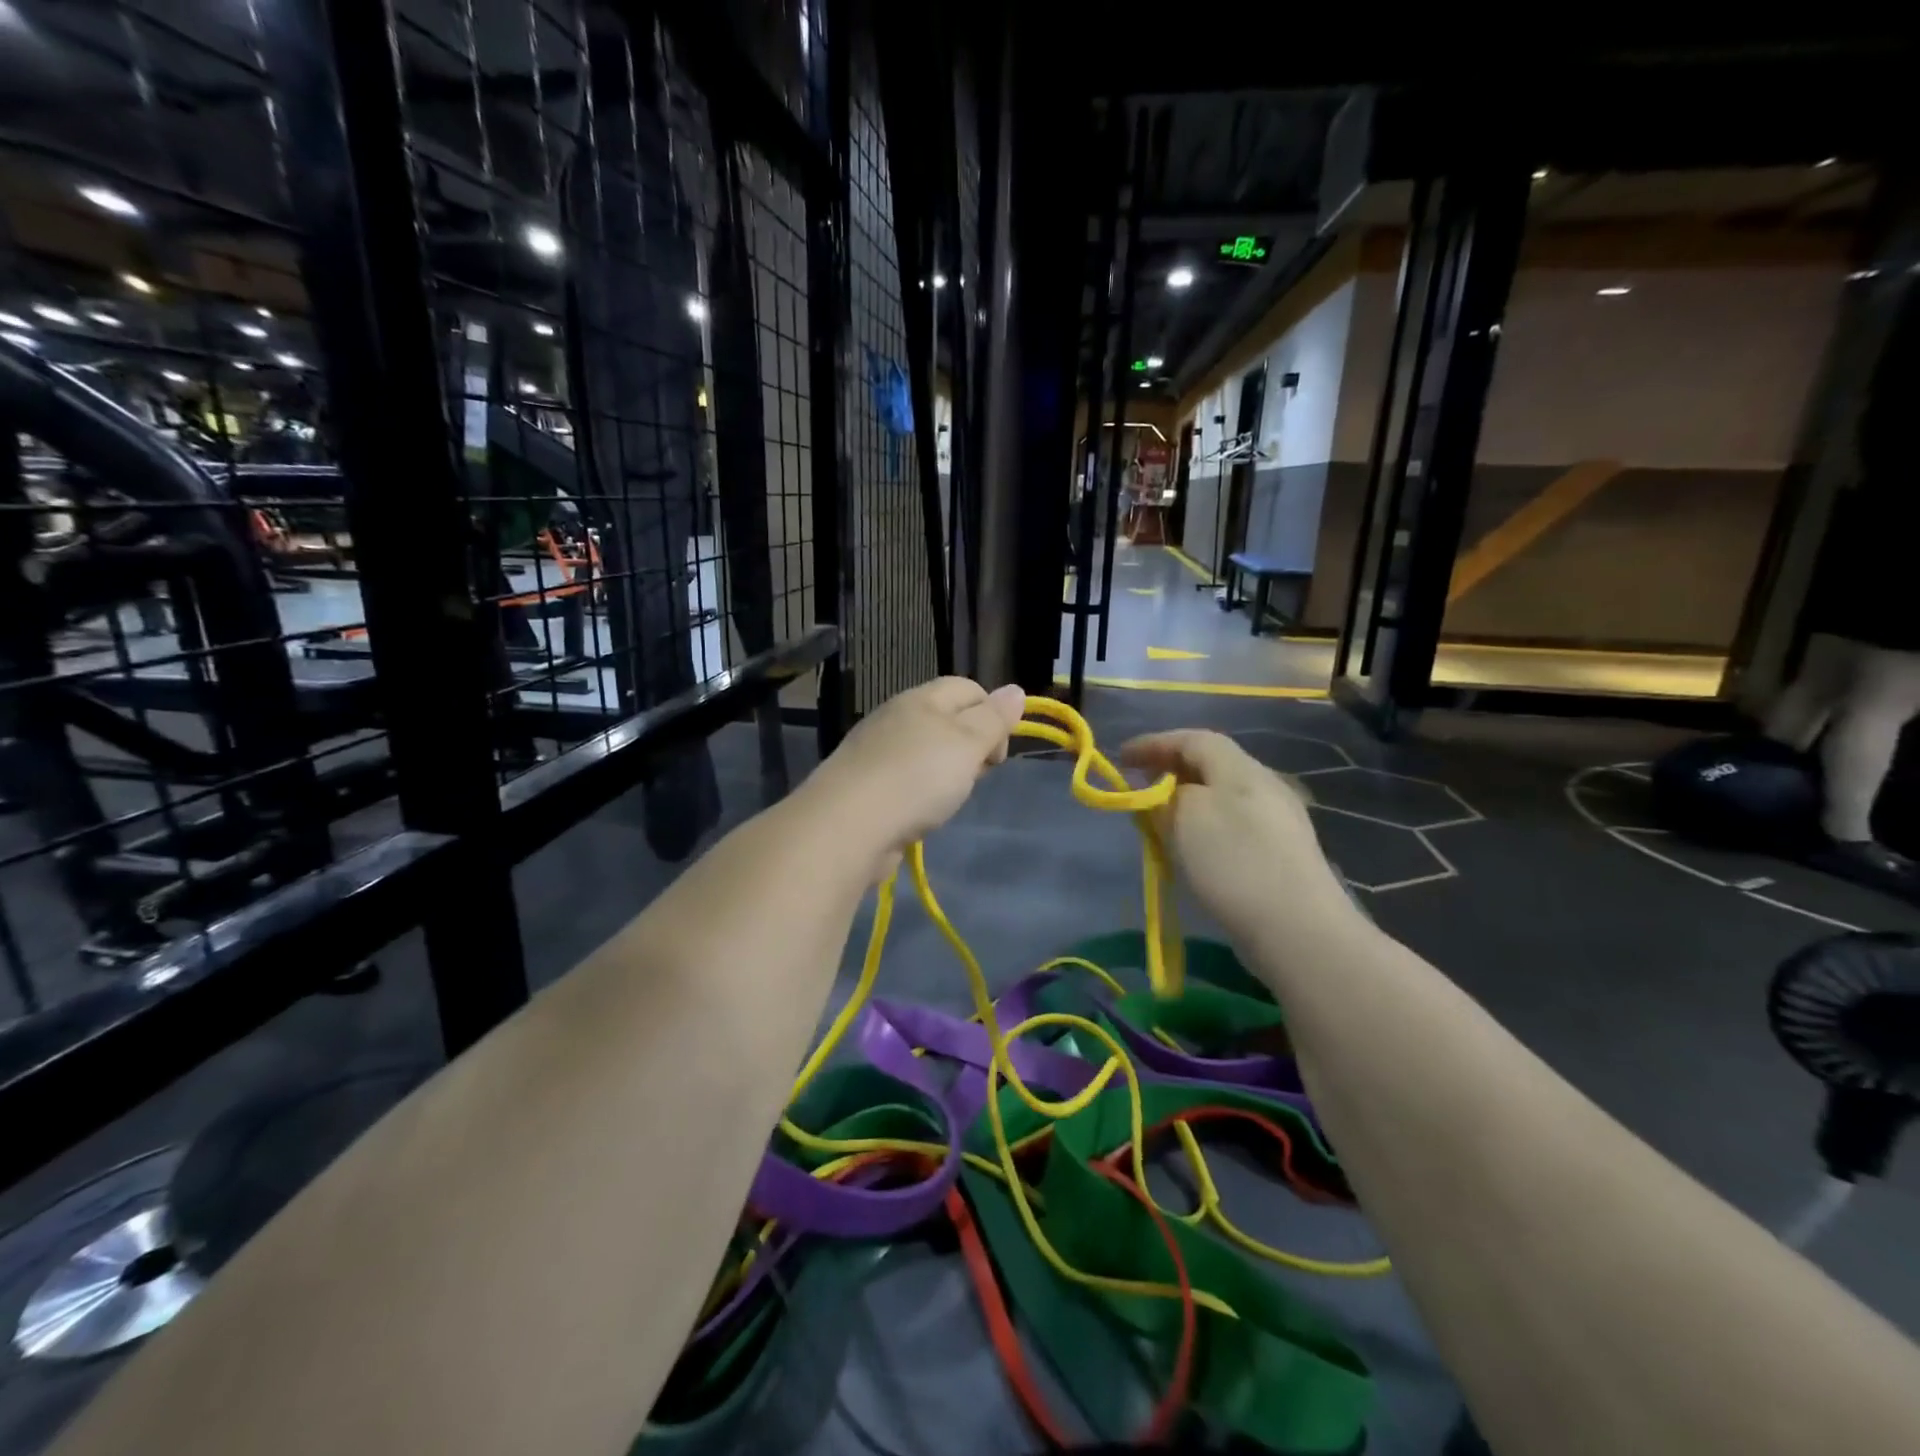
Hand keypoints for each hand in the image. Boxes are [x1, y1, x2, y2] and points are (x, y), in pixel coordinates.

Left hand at [803, 677, 1025, 877]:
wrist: (847, 825)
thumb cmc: (917, 778)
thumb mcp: (967, 744)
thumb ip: (993, 719)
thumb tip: (1015, 690)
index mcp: (921, 699)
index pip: (967, 687)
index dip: (992, 713)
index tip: (998, 754)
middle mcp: (895, 717)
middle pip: (946, 719)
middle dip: (971, 745)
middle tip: (976, 777)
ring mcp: (875, 751)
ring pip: (925, 750)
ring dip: (945, 771)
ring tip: (950, 799)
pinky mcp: (863, 784)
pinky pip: (903, 778)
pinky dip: (919, 791)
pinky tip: (920, 813)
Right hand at [1121, 730, 1357, 947]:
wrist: (1298, 928)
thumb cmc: (1234, 862)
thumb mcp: (1185, 817)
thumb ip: (1166, 796)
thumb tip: (1162, 793)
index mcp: (1241, 769)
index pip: (1193, 739)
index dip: (1154, 743)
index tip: (1121, 757)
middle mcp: (1264, 786)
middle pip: (1211, 765)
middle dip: (1170, 770)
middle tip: (1139, 786)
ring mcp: (1278, 822)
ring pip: (1221, 796)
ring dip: (1186, 800)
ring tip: (1160, 819)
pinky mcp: (1281, 855)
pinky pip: (1233, 825)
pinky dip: (1204, 826)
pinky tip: (1194, 850)